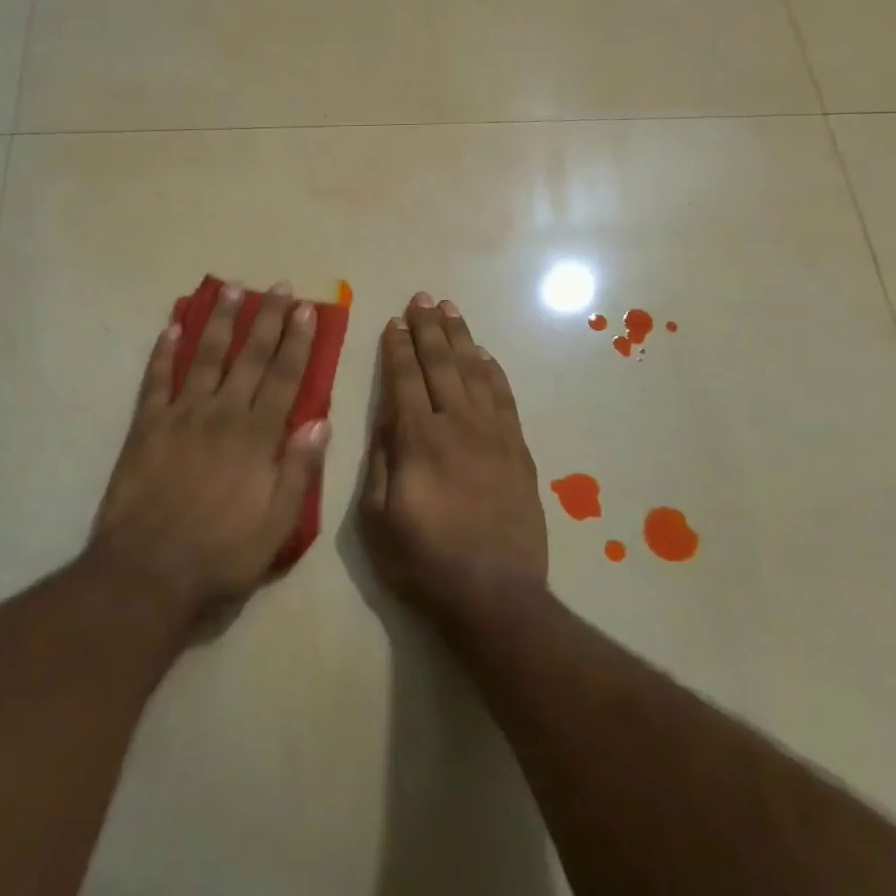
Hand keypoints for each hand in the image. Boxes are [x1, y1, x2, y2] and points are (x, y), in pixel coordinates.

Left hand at [90, 280, 329, 626]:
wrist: (148, 571)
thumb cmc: (221, 554)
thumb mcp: (277, 526)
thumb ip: (298, 471)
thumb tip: (320, 422)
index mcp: (257, 438)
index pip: (283, 378)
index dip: (297, 342)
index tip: (307, 311)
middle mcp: (222, 415)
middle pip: (249, 357)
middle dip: (267, 319)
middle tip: (280, 286)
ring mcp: (181, 416)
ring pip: (205, 356)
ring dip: (220, 320)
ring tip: (232, 287)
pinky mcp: (146, 426)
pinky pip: (156, 379)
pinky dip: (163, 351)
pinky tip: (172, 326)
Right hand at [360, 294, 547, 630]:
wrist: (495, 596)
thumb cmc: (423, 562)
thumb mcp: (376, 519)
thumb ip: (380, 461)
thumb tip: (386, 418)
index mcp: (418, 440)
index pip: (405, 379)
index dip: (398, 348)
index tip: (394, 321)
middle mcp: (457, 426)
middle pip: (442, 365)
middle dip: (429, 328)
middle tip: (422, 298)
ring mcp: (494, 436)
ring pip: (475, 373)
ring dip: (461, 338)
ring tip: (450, 310)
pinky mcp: (518, 451)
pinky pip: (504, 398)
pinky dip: (493, 371)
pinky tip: (483, 355)